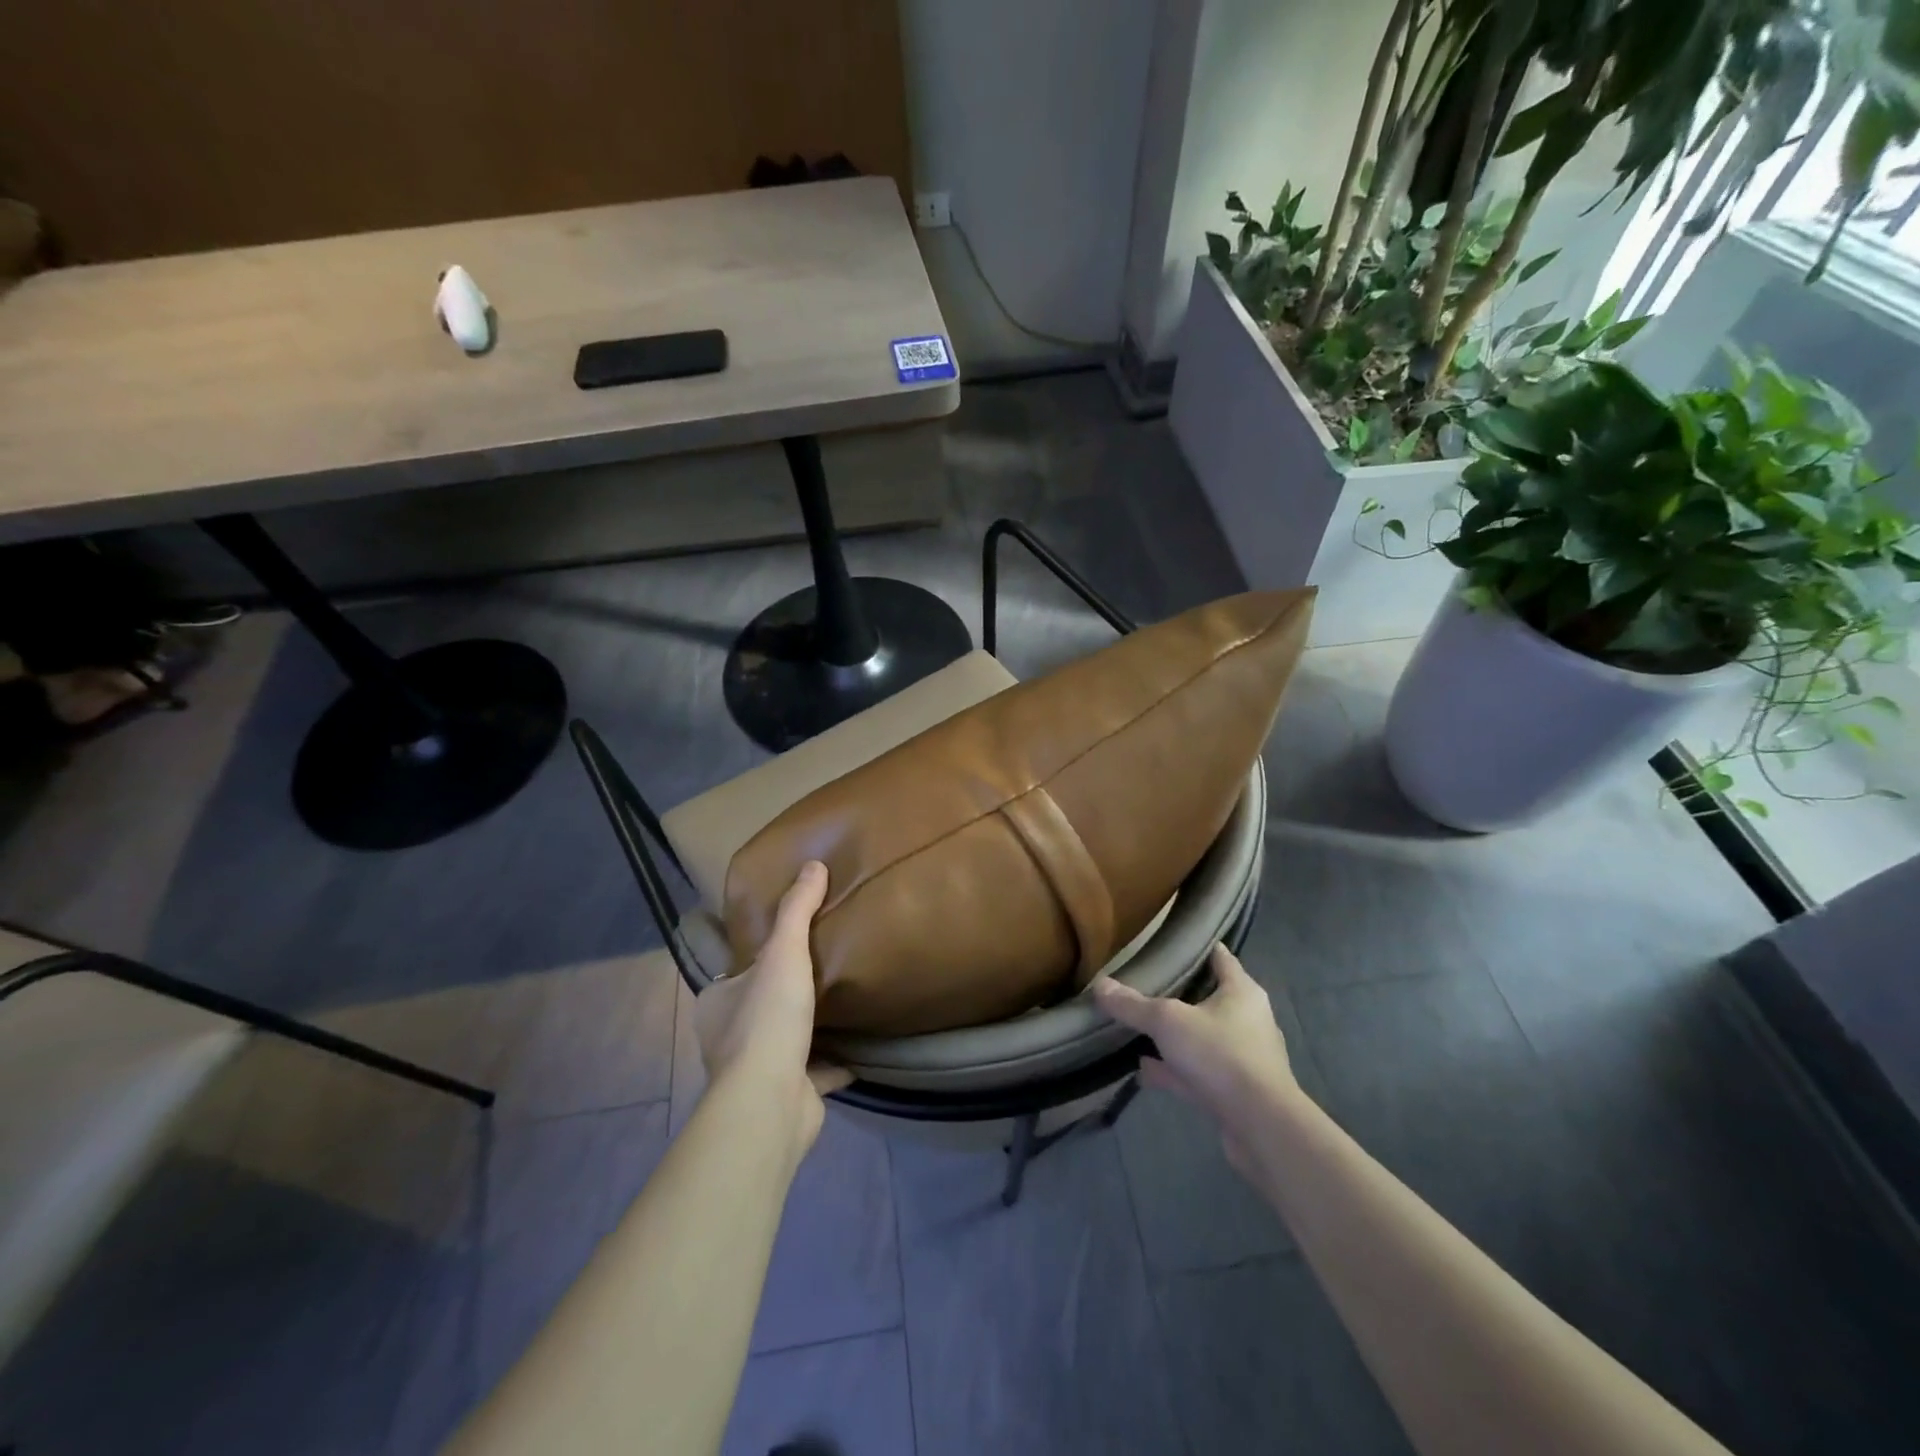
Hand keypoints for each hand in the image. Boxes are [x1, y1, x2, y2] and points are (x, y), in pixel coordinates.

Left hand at [692, 860, 850, 1155]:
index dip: (756, 960)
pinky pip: (813, 1073)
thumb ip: (797, 910)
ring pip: (784, 1042)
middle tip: (821, 971)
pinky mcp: (786, 1096)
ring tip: (841, 1005)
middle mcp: (728, 1039)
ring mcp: (756, 1072)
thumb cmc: (767, 1020)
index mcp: (717, 1004)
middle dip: (783, 994)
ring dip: (807, 1030)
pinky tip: (858, 1049)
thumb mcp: (784, 952)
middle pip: (760, 1007)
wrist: (771, 1102)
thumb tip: (813, 865)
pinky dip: (832, 1064)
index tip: (786, 947)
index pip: (734, 974)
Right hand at [1092, 944, 1300, 1172]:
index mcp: (1242, 993)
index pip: (1221, 958)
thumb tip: (1099, 984)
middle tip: (1147, 985)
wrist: (1261, 1127)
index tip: (1171, 942)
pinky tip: (1146, 1071)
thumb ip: (1133, 1005)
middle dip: (1181, 995)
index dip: (1198, 947)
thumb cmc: (1220, 1055)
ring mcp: (1245, 1059)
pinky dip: (1175, 1070)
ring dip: (1176, 1038)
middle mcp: (1249, 1021)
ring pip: (1203, 1039)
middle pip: (1211, 999)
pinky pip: (1199, 1072)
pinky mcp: (1237, 1092)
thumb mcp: (1167, 1022)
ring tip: (1140, 1032)